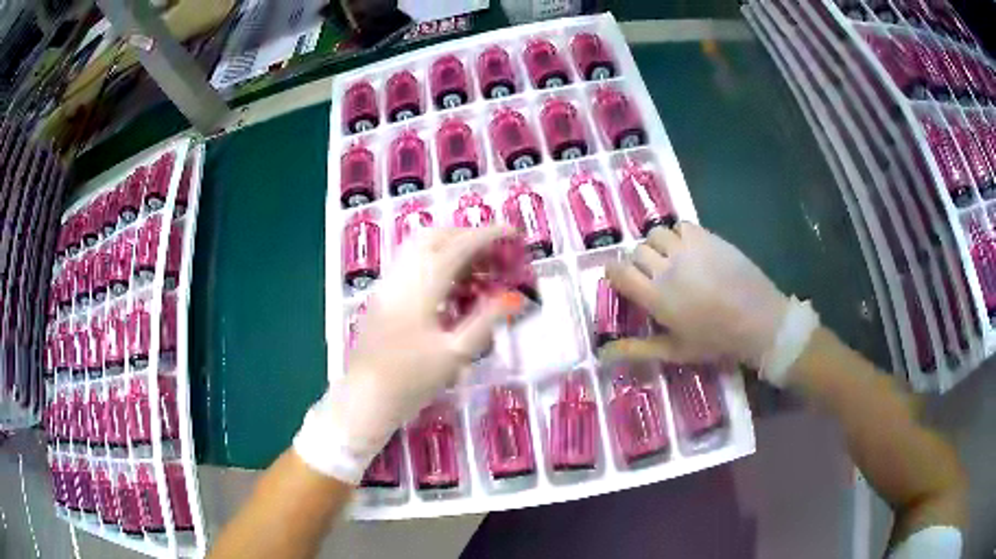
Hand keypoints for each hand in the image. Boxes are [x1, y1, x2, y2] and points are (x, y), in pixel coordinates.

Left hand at [294, 226, 522, 482]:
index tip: (512, 231)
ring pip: (418, 247)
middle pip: (435, 236)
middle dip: (467, 234)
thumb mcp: (456, 354)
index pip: (459, 246)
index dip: (488, 235)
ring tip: (475, 267)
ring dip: (449, 246)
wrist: (366, 398)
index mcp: (421, 286)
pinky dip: (433, 261)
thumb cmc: (412, 380)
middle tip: (494, 250)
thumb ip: (486, 320)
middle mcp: (401, 275)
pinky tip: (448, 285)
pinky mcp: (381, 296)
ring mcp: (387, 284)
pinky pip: (409, 263)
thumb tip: (514, 297)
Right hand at [601, 223, 791, 369]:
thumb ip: (637, 349)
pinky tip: (689, 250)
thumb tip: (602, 354)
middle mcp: (666, 267)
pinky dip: (679, 235)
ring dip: (658, 245)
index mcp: (655, 296)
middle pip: (637, 251)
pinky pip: (681, 226)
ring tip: (671, 259)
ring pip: (657, 234)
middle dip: (640, 262)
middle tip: (654, 276)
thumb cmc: (715, 340)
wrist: (757, 320)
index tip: (622, 279)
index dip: (615, 272)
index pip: (619, 272)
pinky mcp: (707, 237)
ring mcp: (687, 248)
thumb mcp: (674, 351)